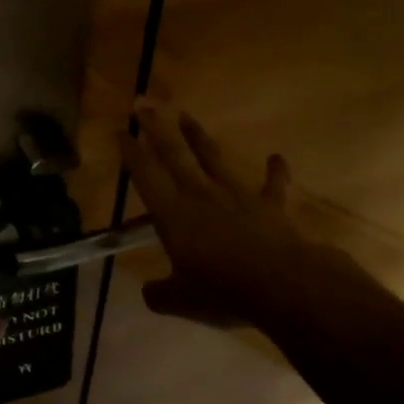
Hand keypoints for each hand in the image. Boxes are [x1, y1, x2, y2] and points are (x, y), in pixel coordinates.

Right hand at [122, 100, 374, 327]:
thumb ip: (160, 294)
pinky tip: (277, 157)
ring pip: (214, 159)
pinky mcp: (269, 206)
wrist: (282, 285)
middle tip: (143, 102)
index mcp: (173, 215)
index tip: (121, 130)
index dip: (132, 153)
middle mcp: (200, 196)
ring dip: (199, 137)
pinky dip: (275, 171)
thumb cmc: (222, 291)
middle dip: (156, 128)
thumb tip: (148, 293)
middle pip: (174, 155)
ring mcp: (236, 197)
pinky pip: (272, 185)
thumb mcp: (180, 301)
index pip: (146, 176)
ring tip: (186, 116)